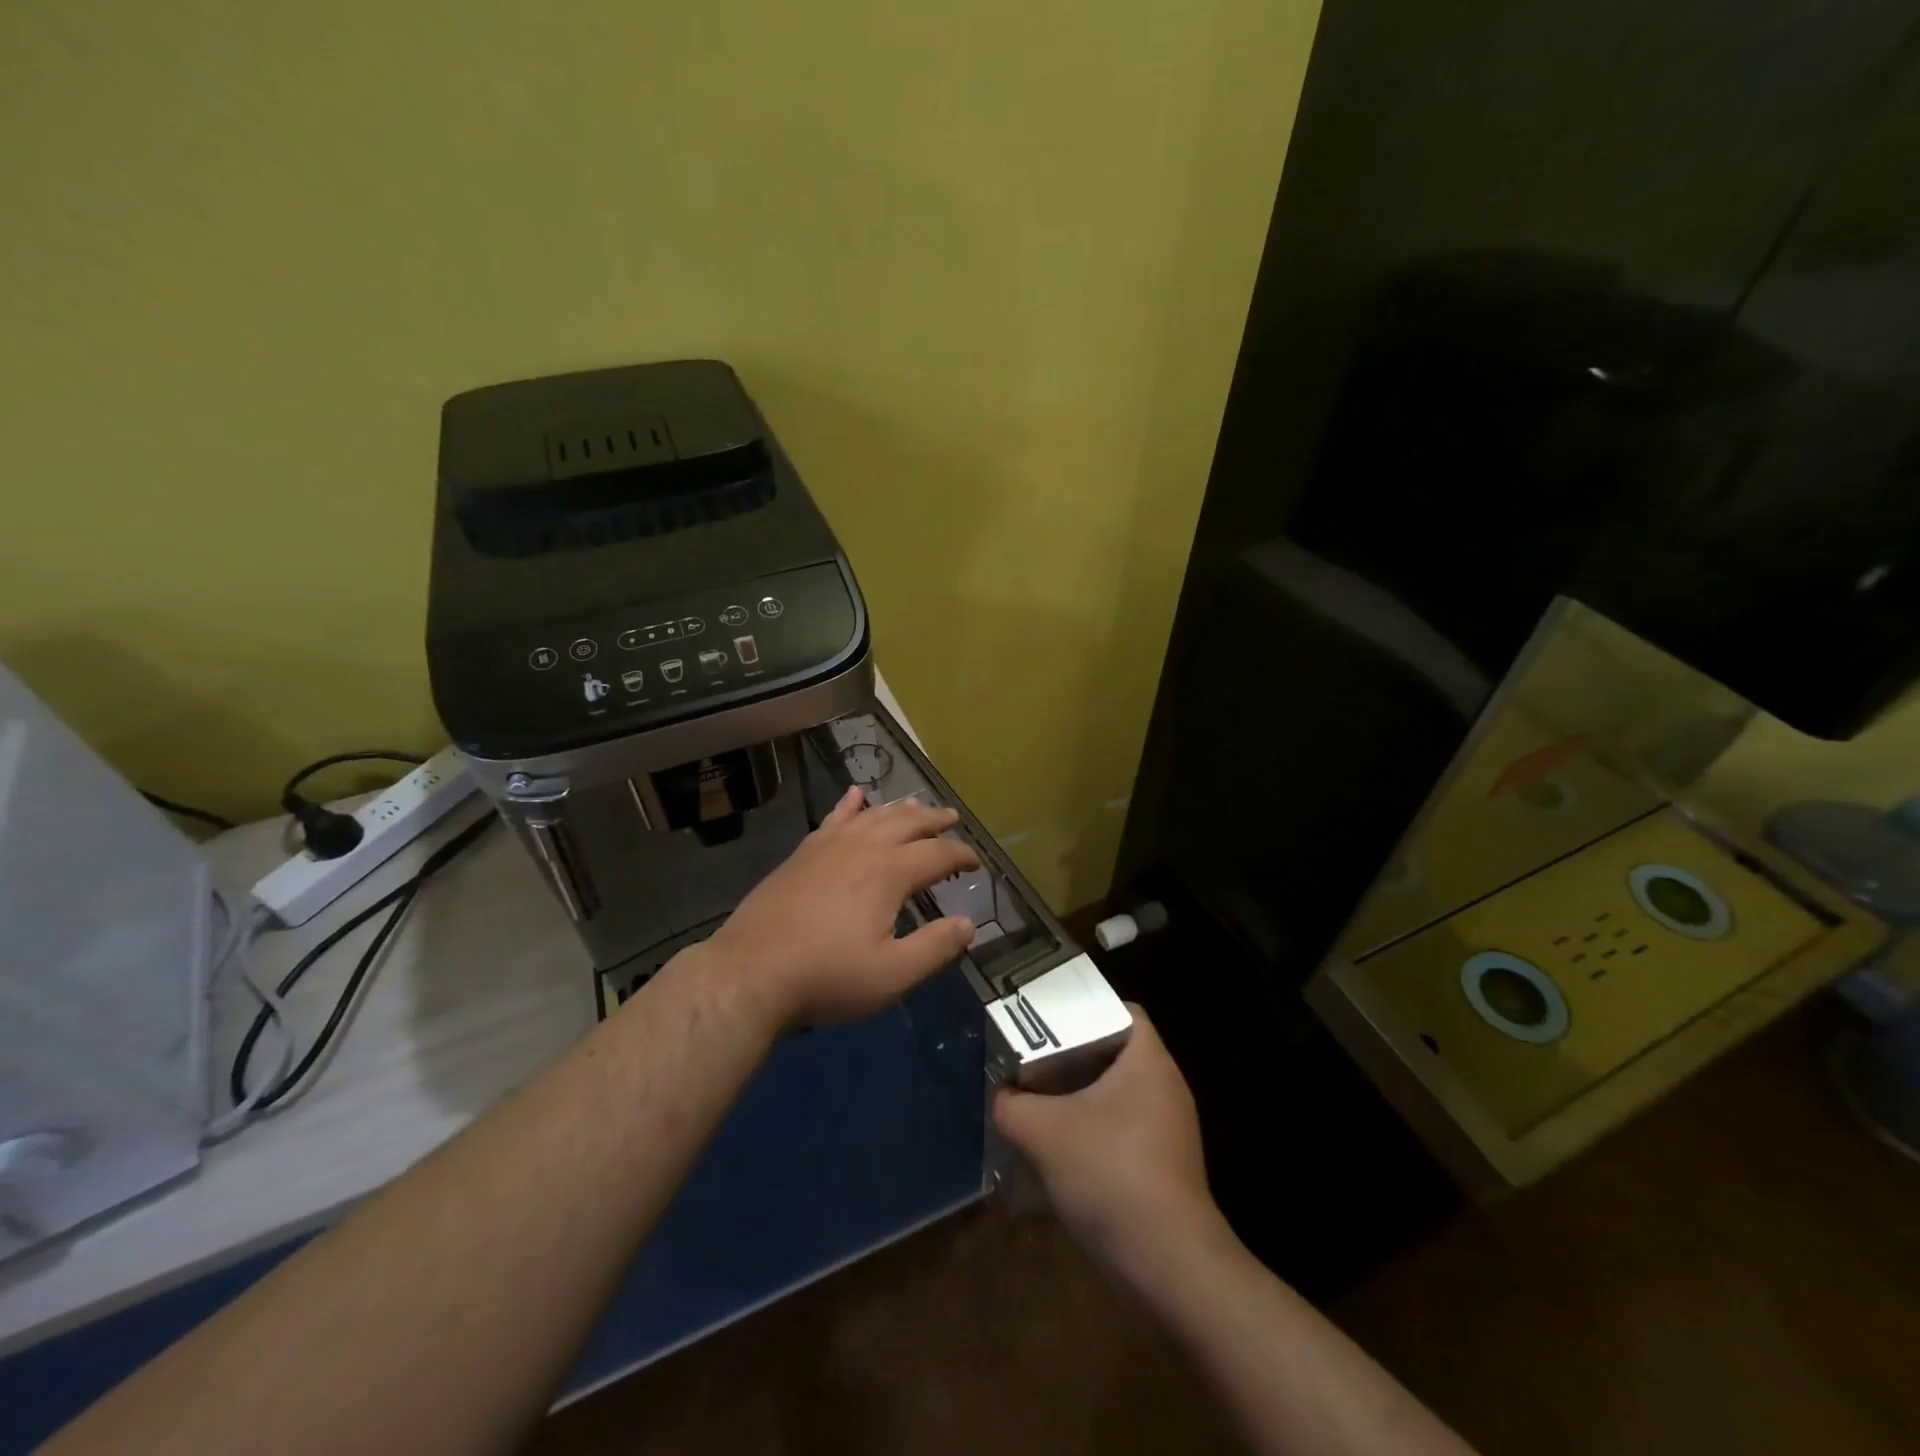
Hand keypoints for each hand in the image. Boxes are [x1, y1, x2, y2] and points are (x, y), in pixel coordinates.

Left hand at [704, 785, 978, 1026]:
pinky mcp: (802, 853)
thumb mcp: (892, 974)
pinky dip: (849, 804)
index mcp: (891, 872)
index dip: (962, 855)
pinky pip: (833, 817)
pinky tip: (856, 794)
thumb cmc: (828, 976)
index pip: (938, 854)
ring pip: (873, 815)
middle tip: (952, 818)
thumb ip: (935, 947)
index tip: (976, 862)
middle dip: (934, 819)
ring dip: (899, 808)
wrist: (751, 971)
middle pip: (908, 822)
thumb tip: (968, 924)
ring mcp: (829, 845)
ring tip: (916, 804)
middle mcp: (863, 847)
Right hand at [992, 1007, 1222, 1285]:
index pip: (1121, 1009)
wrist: (1169, 1265)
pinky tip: (1061, 1149)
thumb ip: (1011, 1105)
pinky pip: (1124, 1128)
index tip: (1047, 1020)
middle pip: (1114, 1051)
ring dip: (1079, 1096)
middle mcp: (1166, 1085)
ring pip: (1117, 1093)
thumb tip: (999, 1096)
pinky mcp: (1166, 1164)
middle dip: (1072, 1055)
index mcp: (1148, 1059)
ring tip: (1038, 1101)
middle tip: (1032, 1059)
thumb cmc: (1110, 1173)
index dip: (1084, 1007)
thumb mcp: (1044, 1132)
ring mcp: (1170, 1127)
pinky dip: (1094, 1129)